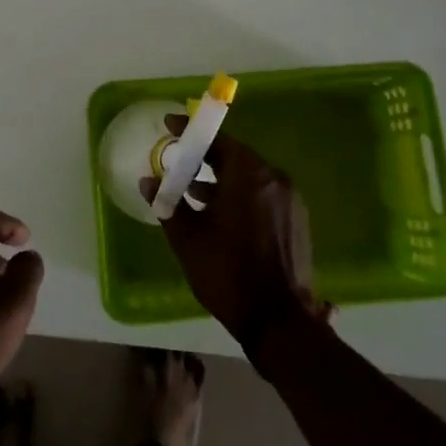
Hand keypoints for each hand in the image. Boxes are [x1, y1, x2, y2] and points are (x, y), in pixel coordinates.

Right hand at [142, 119, 329, 357]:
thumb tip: (148, 181)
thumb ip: (167, 203)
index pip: (217, 140)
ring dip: (222, 179)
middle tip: (179, 162)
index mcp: (248, 175)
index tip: (170, 125)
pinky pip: (263, 195)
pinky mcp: (297, 221)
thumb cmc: (227, 273)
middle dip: (205, 157)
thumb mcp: (188, 238)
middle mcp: (274, 179)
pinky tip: (221, 215)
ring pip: (250, 177)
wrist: (278, 321)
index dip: (191, 131)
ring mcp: (290, 200)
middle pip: (236, 156)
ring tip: (193, 193)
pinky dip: (240, 195)